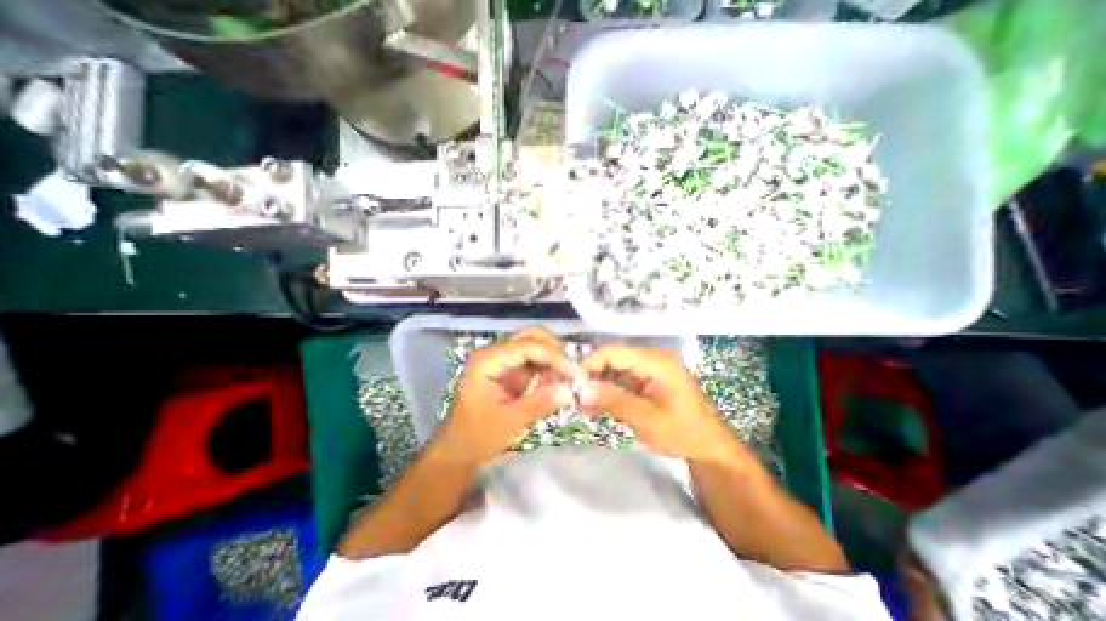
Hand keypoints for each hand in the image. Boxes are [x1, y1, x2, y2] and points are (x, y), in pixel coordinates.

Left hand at [432, 329, 580, 464]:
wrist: (459, 450)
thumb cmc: (477, 437)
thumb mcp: (509, 422)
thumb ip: (539, 403)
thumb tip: (570, 391)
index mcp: (487, 361)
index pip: (527, 347)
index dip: (554, 357)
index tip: (576, 373)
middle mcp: (495, 353)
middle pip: (532, 337)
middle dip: (556, 352)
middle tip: (573, 374)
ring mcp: (503, 360)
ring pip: (536, 346)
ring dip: (554, 360)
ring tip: (567, 381)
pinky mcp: (510, 370)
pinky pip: (535, 361)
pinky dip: (549, 369)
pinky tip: (556, 384)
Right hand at [580, 347, 742, 462]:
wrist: (709, 446)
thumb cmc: (682, 433)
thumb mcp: (646, 419)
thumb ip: (613, 400)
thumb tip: (581, 390)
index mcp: (656, 361)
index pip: (613, 352)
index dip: (589, 363)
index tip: (572, 383)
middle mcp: (652, 357)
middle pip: (612, 357)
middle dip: (592, 375)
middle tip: (575, 397)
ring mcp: (650, 367)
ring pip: (614, 368)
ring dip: (598, 384)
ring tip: (584, 404)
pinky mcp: (648, 378)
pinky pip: (622, 377)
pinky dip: (609, 389)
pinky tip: (598, 404)